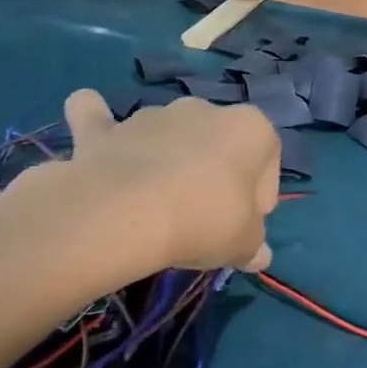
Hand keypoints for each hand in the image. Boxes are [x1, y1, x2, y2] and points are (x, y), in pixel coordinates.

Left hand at [0, 90, 279, 302]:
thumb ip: (254, 246)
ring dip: (169, 159)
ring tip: (158, 206)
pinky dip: (98, 122)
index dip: (259, 198)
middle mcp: (206, 110)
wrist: (124, 214)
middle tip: (205, 218)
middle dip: (216, 174)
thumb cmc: (204, 221)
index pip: (268, 163)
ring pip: (169, 134)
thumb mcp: (244, 244)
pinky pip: (101, 119)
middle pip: (219, 145)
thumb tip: (259, 257)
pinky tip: (99, 136)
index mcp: (251, 128)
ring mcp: (154, 115)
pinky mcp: (105, 130)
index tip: (245, 226)